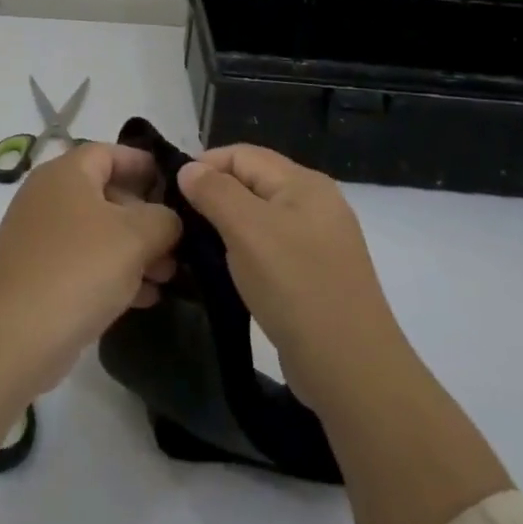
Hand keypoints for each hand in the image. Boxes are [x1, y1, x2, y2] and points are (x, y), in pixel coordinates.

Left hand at [0, 142, 181, 388]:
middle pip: (107, 194)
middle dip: (146, 217)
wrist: (16, 333)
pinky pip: (85, 262)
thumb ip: (163, 219)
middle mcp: (49, 196)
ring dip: (135, 250)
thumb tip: (169, 220)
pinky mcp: (39, 273)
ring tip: (168, 277)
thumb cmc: (80, 267)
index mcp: (67, 173)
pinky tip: (144, 298)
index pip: (109, 153)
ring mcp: (41, 236)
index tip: (176, 183)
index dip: (143, 163)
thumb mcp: (135, 236)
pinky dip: (114, 273)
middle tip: (178, 243)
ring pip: (99, 232)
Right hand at [178, 144, 398, 408]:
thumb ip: (214, 192)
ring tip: (196, 245)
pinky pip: (270, 246)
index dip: (204, 165)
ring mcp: (318, 241)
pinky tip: (227, 270)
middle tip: (179, 220)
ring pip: (259, 216)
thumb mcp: (247, 230)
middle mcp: (315, 203)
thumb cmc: (295, 286)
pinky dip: (245, 250)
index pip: (242, 154)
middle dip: (214, 194)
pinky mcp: (315, 274)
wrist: (350, 369)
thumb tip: (189, 169)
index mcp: (304, 183)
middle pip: (252, 181)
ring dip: (227, 225)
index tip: (171, 193)